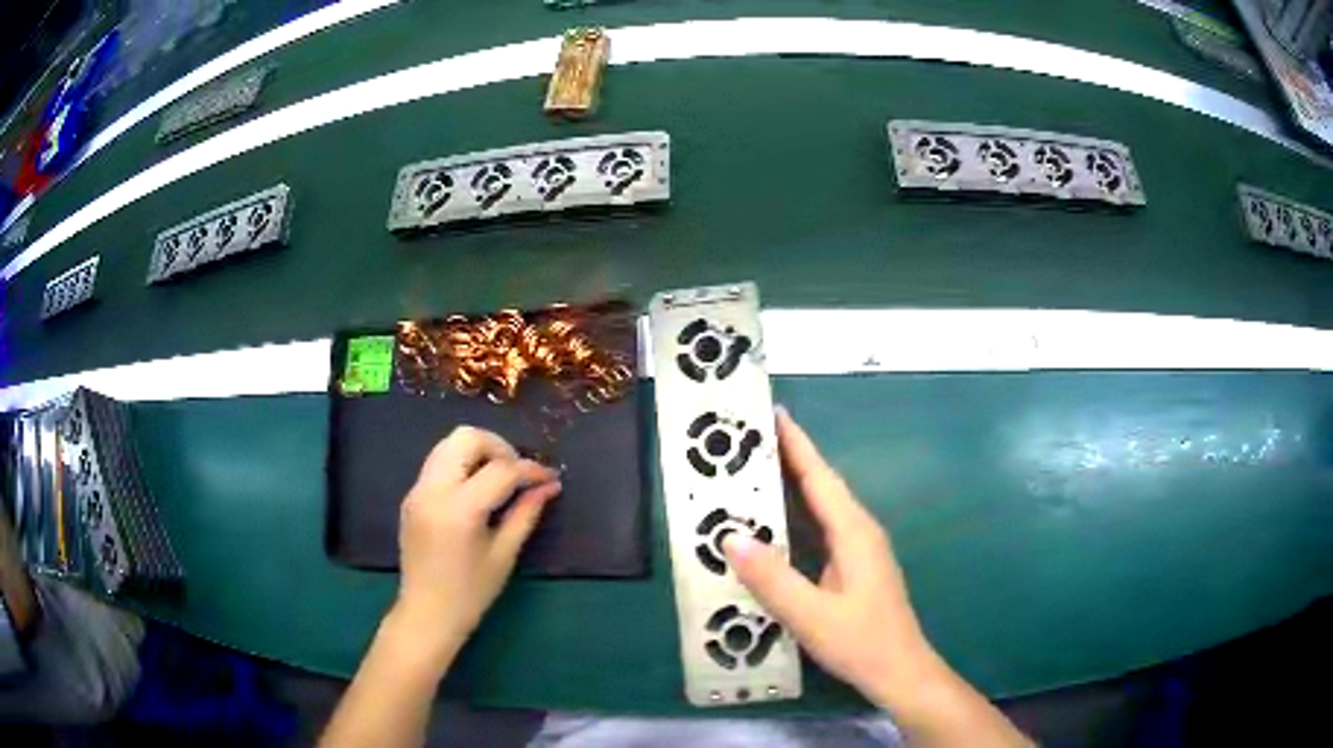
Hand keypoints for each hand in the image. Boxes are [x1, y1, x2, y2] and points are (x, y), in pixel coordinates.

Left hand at [392, 426, 561, 664]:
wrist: (426, 613)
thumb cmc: (470, 593)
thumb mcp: (504, 554)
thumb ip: (525, 514)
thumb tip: (549, 485)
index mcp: (460, 509)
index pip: (501, 470)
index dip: (530, 469)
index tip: (550, 476)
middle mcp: (433, 490)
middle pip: (466, 437)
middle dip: (498, 447)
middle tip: (518, 472)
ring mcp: (417, 490)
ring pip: (448, 444)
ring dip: (478, 451)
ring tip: (499, 478)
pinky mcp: (411, 496)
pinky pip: (438, 462)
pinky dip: (461, 464)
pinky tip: (476, 489)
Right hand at [723, 408, 938, 711]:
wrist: (900, 672)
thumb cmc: (861, 642)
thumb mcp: (811, 615)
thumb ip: (772, 578)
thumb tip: (730, 537)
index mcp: (854, 533)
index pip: (820, 477)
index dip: (796, 444)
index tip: (771, 413)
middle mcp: (860, 532)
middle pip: (822, 484)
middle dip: (791, 457)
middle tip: (749, 439)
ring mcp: (860, 550)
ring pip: (824, 506)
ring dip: (795, 484)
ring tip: (756, 471)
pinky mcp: (855, 567)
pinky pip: (823, 527)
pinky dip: (800, 513)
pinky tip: (778, 524)